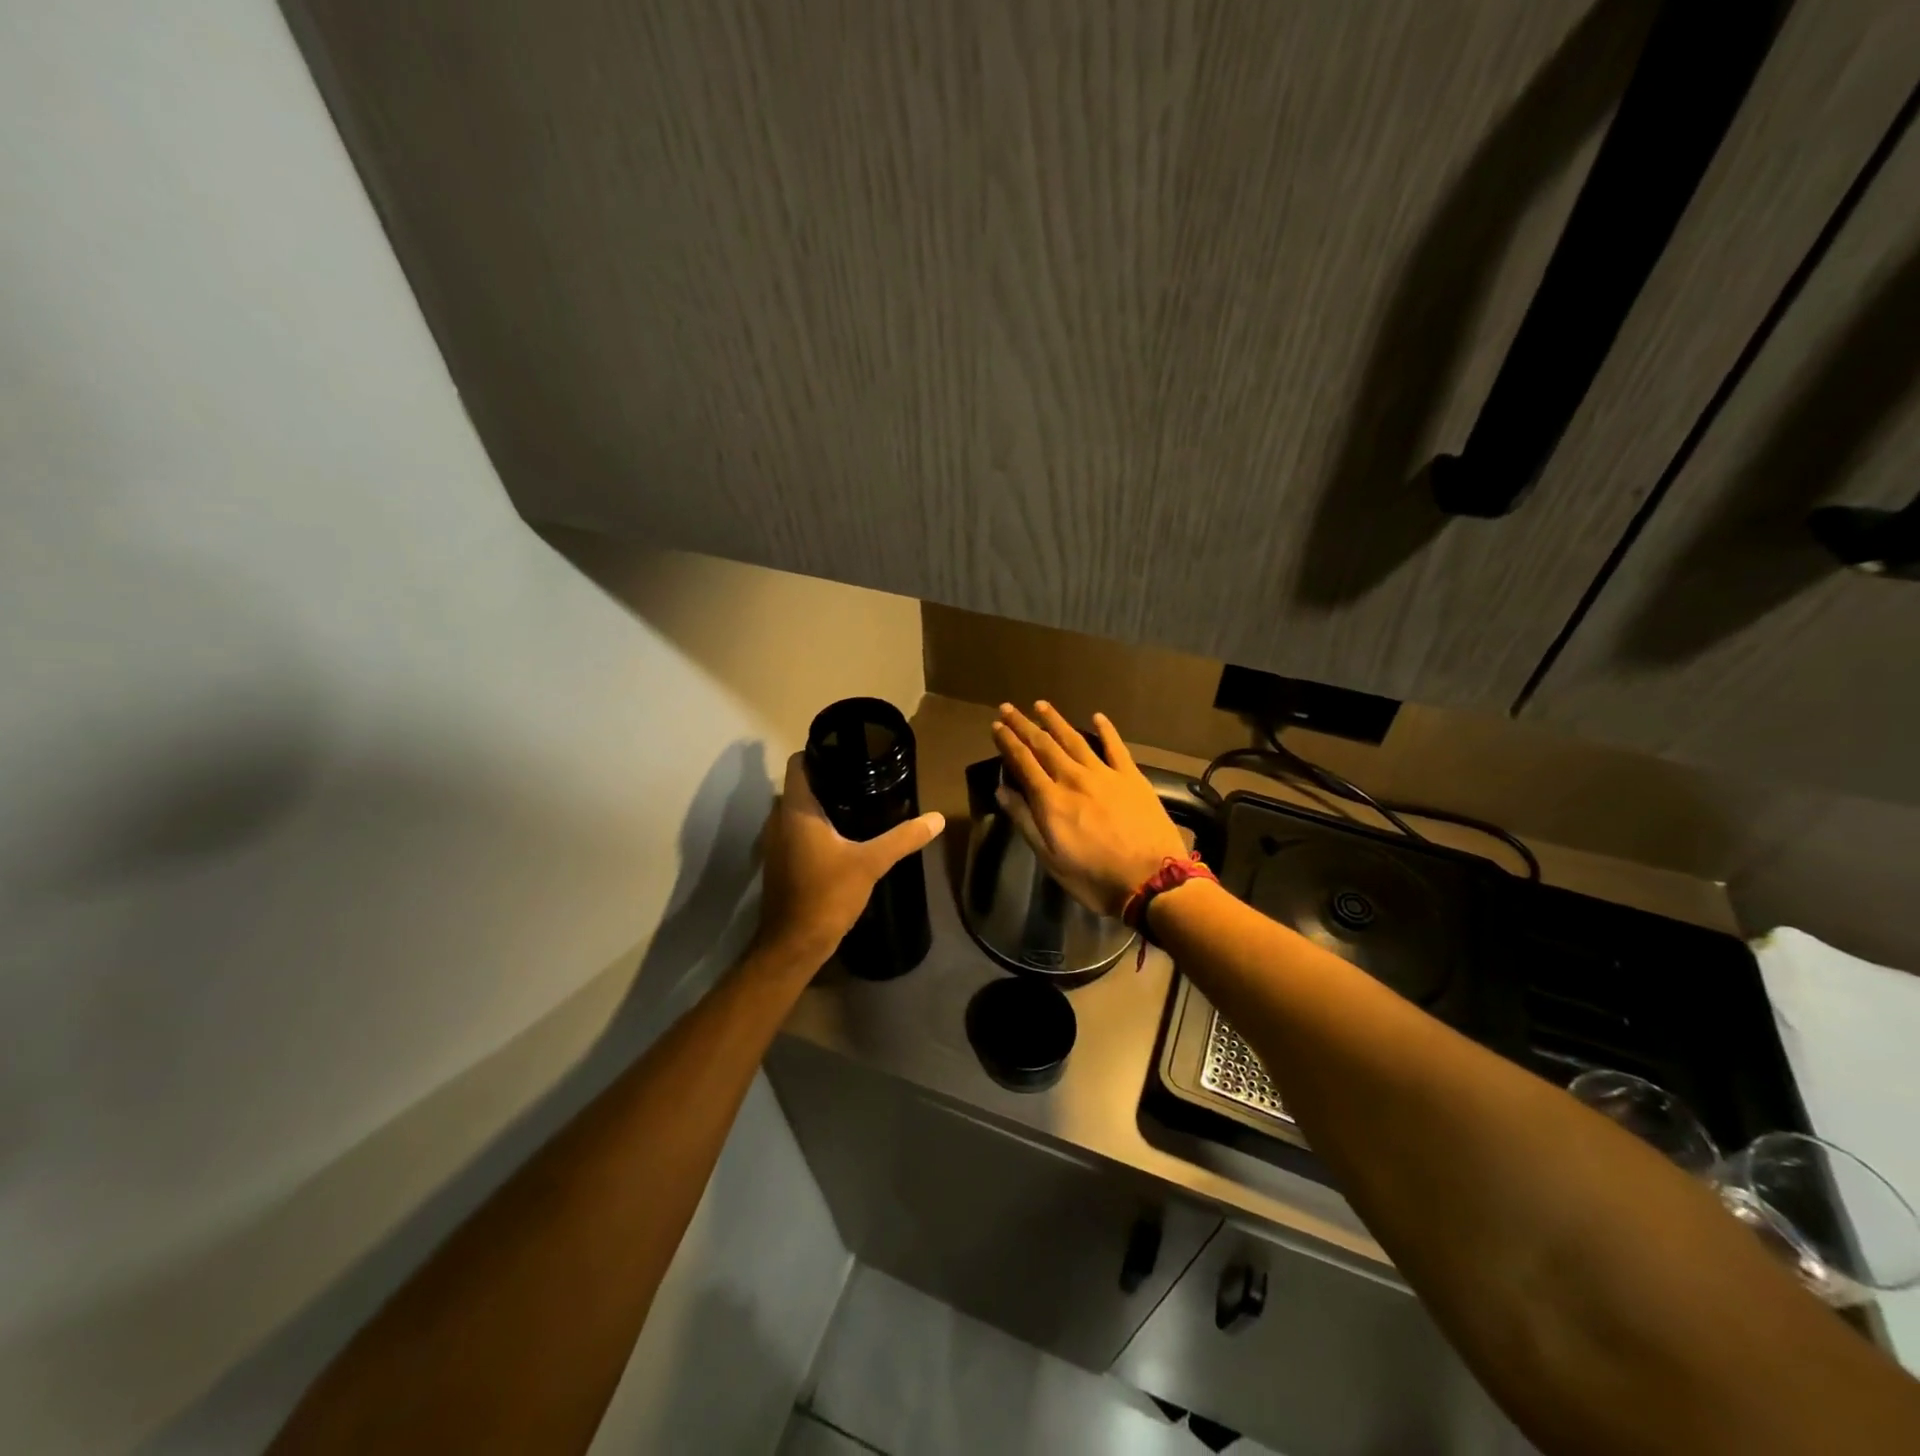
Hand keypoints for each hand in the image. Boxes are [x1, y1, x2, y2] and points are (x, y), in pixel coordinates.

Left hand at [754, 751, 945, 964]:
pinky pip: (798, 830)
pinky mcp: (781, 861)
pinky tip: (845, 835)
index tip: (850, 751)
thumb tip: (936, 819)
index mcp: (796, 810)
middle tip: (865, 776)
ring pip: (799, 809)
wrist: (794, 944)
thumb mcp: (871, 863)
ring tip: (860, 801)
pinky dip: (817, 826)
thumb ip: (903, 838)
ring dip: (823, 804)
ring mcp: (777, 842)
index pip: (799, 763)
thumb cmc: (826, 894)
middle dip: (829, 778)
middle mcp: (780, 819)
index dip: (820, 751)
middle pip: (802, 785)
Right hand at [992, 703, 1188, 918]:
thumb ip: (1025, 821)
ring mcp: (1104, 774)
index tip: (996, 725)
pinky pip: (1115, 746)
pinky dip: (1105, 730)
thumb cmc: (1094, 877)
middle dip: (1024, 725)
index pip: (1024, 762)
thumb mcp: (1050, 857)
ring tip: (1041, 705)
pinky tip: (1097, 717)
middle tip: (1008, 707)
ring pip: (1074, 739)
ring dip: (1055, 721)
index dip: (1008, 742)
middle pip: (1044, 745)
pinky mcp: (1131, 777)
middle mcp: (1074, 778)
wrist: (1152, 880)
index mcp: (1051, 799)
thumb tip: (1002, 791)